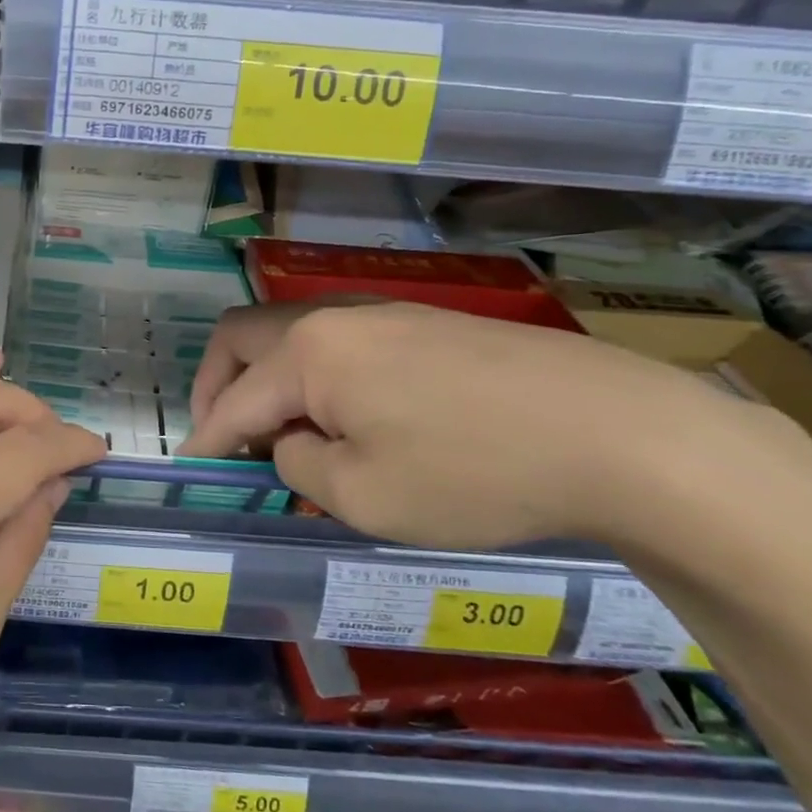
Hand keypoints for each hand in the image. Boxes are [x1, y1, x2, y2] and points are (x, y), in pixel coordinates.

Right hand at [184, 302, 811, 550]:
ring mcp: (384, 314)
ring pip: (293, 338)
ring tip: (290, 438)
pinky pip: (341, 345)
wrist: (621, 435)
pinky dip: (318, 379)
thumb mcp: (365, 496)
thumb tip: (291, 443)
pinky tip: (352, 421)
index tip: (189, 472)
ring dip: (270, 382)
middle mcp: (335, 318)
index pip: (232, 400)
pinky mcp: (425, 325)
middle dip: (219, 388)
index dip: (204, 440)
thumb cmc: (476, 473)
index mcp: (309, 353)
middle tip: (226, 441)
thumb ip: (300, 465)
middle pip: (244, 337)